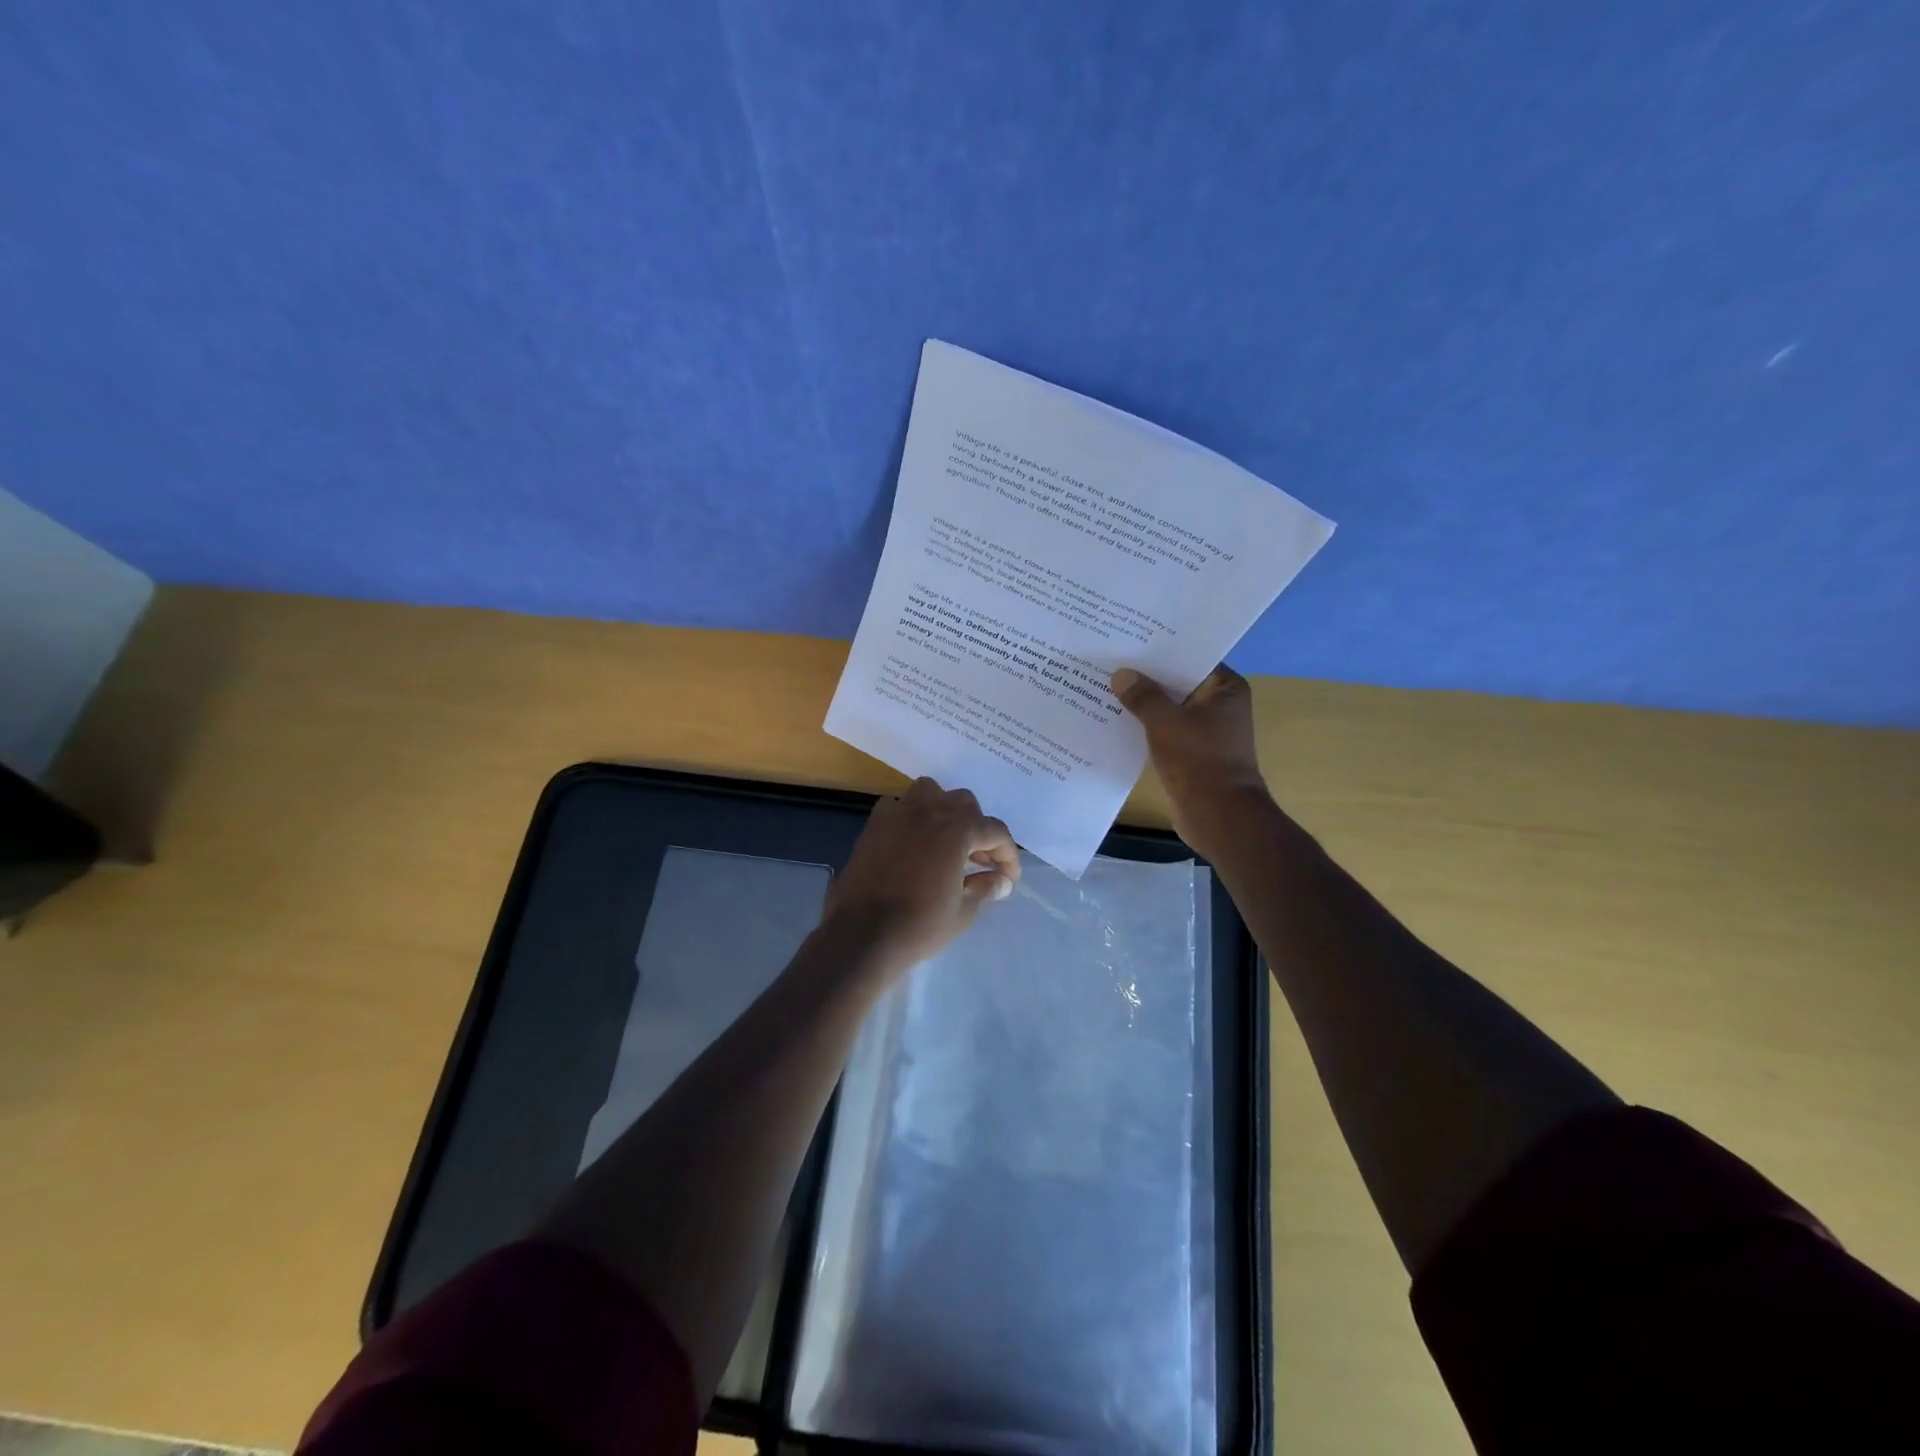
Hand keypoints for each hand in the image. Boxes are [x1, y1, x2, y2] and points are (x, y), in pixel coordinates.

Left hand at [821, 777, 1020, 977]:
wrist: (862, 934)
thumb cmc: (919, 925)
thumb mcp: (963, 912)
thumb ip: (985, 889)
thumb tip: (1001, 881)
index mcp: (957, 830)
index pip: (995, 831)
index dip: (1007, 854)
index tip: (1008, 878)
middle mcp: (929, 811)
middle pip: (964, 803)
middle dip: (977, 827)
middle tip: (978, 859)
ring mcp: (898, 814)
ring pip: (929, 792)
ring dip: (943, 810)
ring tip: (945, 840)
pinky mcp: (873, 825)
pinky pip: (898, 806)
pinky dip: (910, 816)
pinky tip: (912, 841)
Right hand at [1111, 664, 1273, 851]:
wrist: (1218, 816)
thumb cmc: (1199, 760)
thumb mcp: (1165, 722)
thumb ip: (1143, 696)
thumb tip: (1121, 674)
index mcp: (1226, 689)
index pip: (1191, 658)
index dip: (1161, 650)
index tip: (1130, 639)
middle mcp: (1219, 705)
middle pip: (1177, 683)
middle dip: (1146, 676)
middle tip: (1110, 659)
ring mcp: (1206, 731)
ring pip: (1168, 708)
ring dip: (1143, 703)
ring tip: (1105, 686)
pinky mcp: (1191, 753)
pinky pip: (1164, 730)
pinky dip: (1144, 726)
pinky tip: (1114, 719)